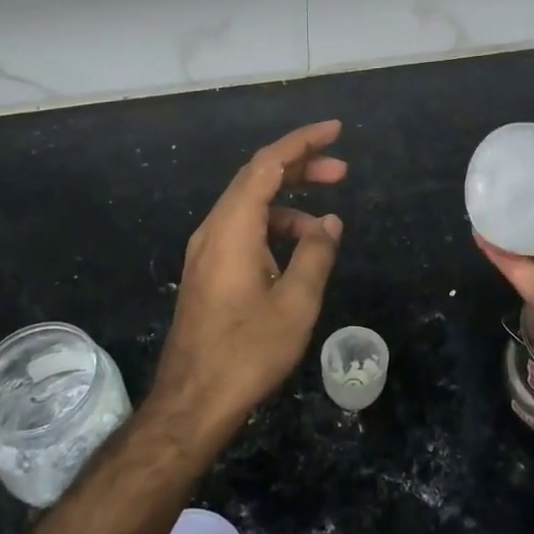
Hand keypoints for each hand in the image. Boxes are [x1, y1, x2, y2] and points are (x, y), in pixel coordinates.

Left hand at [153, 120, 347, 439]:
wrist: (192, 402)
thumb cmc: (247, 352)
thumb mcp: (295, 303)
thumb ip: (316, 254)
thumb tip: (329, 222)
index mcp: (233, 228)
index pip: (268, 165)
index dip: (302, 142)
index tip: (335, 130)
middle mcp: (214, 229)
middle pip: (257, 178)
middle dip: (301, 168)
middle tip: (342, 171)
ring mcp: (207, 250)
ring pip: (251, 206)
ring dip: (290, 205)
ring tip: (327, 229)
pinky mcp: (209, 271)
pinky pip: (244, 231)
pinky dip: (275, 229)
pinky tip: (299, 253)